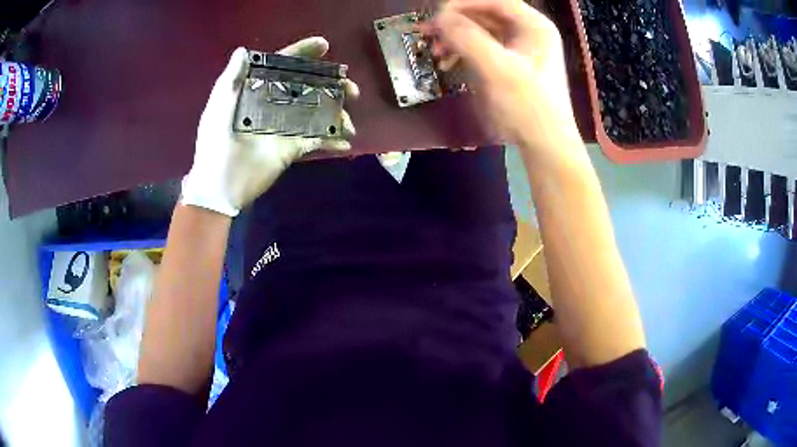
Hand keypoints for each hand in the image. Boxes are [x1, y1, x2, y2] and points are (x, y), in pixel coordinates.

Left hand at [181, 37, 358, 216]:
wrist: (219, 186)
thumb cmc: (215, 143)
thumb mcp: (219, 107)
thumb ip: (231, 79)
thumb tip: (243, 50)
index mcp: (258, 91)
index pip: (282, 66)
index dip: (302, 53)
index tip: (324, 46)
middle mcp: (275, 104)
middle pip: (308, 87)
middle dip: (332, 85)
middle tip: (351, 89)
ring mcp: (285, 127)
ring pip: (317, 112)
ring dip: (337, 113)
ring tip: (349, 122)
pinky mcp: (292, 148)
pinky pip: (316, 140)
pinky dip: (332, 140)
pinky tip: (345, 142)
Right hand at [429, 0, 581, 163]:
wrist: (544, 146)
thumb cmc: (528, 106)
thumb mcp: (497, 69)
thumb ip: (467, 38)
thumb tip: (439, 18)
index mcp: (533, 25)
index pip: (494, 1)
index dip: (463, 4)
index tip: (436, 15)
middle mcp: (527, 31)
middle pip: (484, 14)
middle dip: (454, 22)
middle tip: (427, 32)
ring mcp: (518, 48)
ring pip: (480, 31)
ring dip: (455, 38)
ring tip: (434, 51)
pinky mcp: (509, 64)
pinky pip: (481, 48)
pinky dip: (462, 52)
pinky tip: (447, 62)